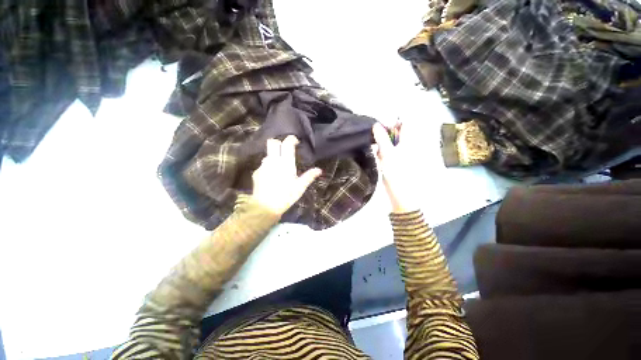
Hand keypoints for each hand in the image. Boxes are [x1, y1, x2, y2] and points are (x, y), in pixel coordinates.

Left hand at [251, 135, 321, 215]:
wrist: (265, 207)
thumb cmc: (286, 196)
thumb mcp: (300, 187)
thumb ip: (309, 176)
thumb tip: (319, 170)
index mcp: (286, 163)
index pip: (287, 143)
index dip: (291, 139)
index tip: (295, 142)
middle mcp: (273, 161)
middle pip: (272, 142)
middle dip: (278, 143)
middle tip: (284, 150)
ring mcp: (263, 166)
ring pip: (268, 154)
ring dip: (273, 157)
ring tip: (279, 166)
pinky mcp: (257, 172)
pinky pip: (263, 165)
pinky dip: (268, 167)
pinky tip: (271, 177)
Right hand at [372, 123, 417, 213]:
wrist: (402, 194)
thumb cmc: (397, 173)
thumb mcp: (388, 153)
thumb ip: (382, 138)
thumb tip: (376, 124)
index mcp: (410, 141)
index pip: (404, 123)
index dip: (392, 122)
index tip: (380, 128)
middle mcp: (408, 145)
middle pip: (397, 132)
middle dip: (385, 135)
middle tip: (377, 142)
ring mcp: (403, 153)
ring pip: (391, 142)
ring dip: (383, 145)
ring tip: (378, 152)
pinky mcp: (397, 161)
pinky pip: (389, 152)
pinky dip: (383, 153)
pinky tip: (380, 159)